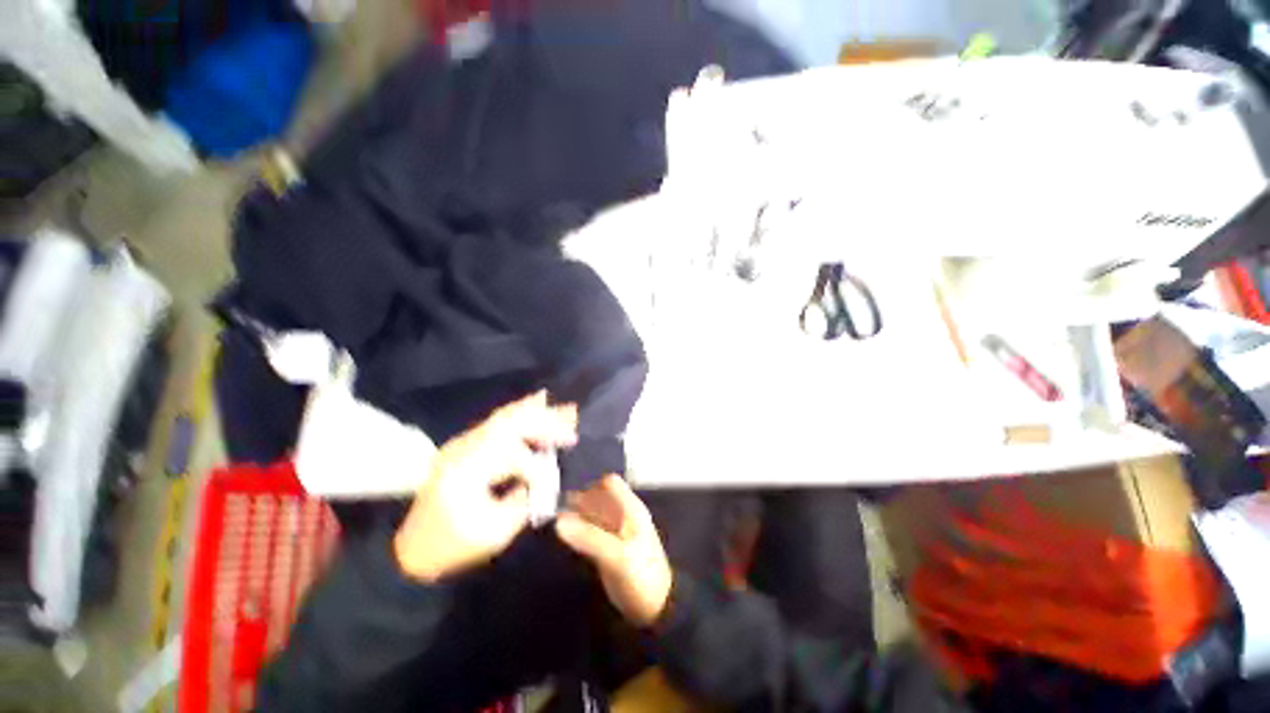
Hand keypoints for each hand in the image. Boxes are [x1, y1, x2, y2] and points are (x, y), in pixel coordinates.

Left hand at [394, 391, 577, 580]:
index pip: (511, 455)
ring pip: (506, 417)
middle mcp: (463, 448)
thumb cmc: (452, 545)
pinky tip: (538, 403)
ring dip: (537, 412)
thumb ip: (524, 500)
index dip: (537, 467)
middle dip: (545, 421)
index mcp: (465, 472)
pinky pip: (499, 422)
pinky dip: (522, 413)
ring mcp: (463, 443)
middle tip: (573, 417)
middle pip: (510, 423)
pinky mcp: (467, 445)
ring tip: (563, 406)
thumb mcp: (493, 533)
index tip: (553, 480)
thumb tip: (545, 474)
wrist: (412, 548)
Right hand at [555, 475, 673, 627]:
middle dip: (580, 500)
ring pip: (595, 513)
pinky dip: (580, 530)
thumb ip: (588, 537)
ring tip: (556, 522)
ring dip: (578, 515)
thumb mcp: (616, 557)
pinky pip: (593, 530)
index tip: (568, 499)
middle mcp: (623, 514)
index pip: (609, 484)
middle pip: (600, 497)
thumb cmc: (640, 577)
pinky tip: (567, 537)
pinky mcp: (610, 547)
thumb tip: (557, 521)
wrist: (655, 610)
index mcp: (630, 509)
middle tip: (555, 510)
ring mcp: (617, 531)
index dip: (589, 487)